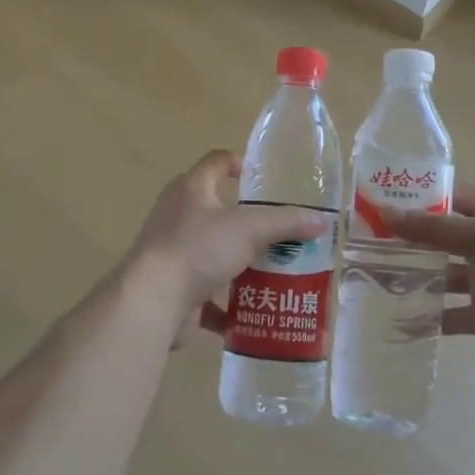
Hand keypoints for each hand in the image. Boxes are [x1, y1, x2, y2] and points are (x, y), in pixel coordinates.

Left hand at [127, 151, 328, 321]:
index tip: (264, 178)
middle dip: (249, 222)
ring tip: (274, 272)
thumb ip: (286, 223)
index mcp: (191, 189)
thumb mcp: (250, 228)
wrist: (152, 301)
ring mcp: (173, 252)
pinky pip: (206, 292)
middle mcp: (178, 215)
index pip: (216, 162)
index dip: (239, 163)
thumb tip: (322, 221)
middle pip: (217, 210)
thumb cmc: (198, 249)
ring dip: (240, 263)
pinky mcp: (173, 287)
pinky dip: (226, 304)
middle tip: (282, 232)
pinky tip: (251, 312)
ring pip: (213, 252)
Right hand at [382, 185, 474, 362]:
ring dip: (413, 278)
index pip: (446, 197)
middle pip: (437, 237)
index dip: (415, 197)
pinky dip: (427, 319)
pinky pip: (448, 315)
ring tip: (373, 279)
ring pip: (440, 275)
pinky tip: (398, 321)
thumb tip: (384, 214)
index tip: (378, 199)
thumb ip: (432, 228)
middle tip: (364, 242)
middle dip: (406, 240)